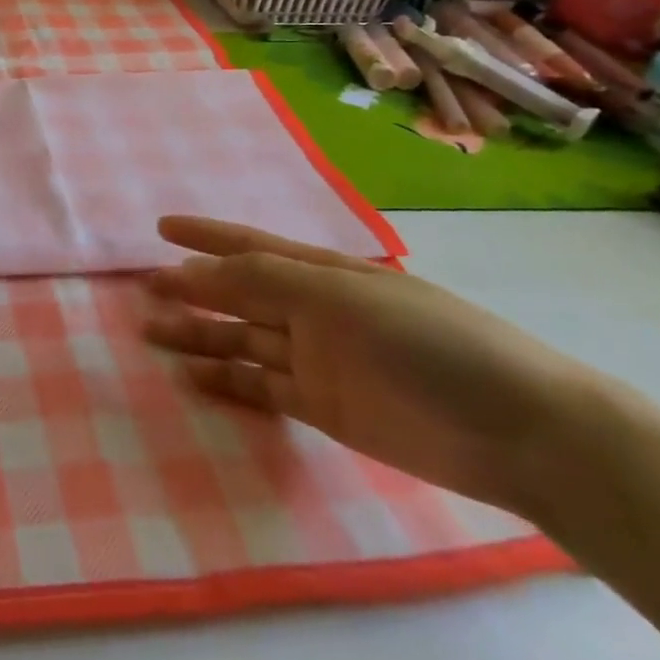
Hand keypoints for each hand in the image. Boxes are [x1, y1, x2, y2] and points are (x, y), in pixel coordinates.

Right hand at [146, 215, 597, 513]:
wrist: (516, 429)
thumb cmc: (425, 339)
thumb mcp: (340, 295)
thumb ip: (266, 279)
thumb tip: (196, 272)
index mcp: (319, 271)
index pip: (248, 246)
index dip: (204, 236)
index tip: (160, 230)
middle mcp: (311, 310)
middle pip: (236, 296)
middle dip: (190, 290)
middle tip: (143, 293)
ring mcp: (316, 359)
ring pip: (240, 341)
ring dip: (198, 336)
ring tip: (151, 335)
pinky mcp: (323, 408)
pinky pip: (261, 389)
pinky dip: (226, 383)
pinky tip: (192, 380)